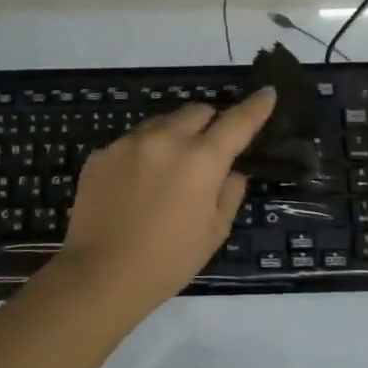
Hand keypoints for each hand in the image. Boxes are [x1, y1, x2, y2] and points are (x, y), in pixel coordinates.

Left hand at [55, 87, 277, 317]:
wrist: (101, 274)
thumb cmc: (168, 261)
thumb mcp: (214, 232)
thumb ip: (229, 193)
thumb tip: (231, 171)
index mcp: (201, 159)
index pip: (237, 121)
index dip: (256, 106)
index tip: (267, 93)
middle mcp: (165, 139)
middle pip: (196, 111)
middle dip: (209, 123)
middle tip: (208, 149)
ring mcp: (128, 143)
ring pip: (160, 123)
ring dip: (173, 136)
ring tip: (168, 170)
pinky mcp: (101, 154)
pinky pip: (131, 142)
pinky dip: (142, 154)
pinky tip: (136, 185)